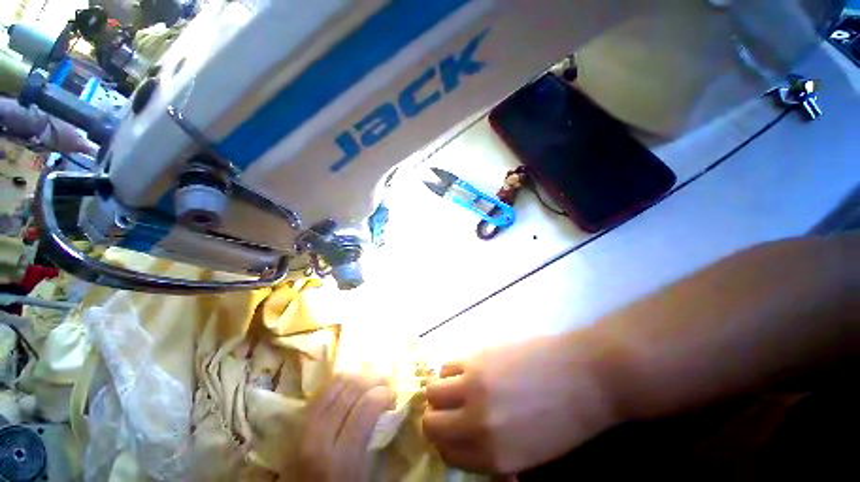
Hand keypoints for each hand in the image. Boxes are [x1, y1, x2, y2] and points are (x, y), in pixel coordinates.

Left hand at [298, 374, 395, 481]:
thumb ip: (375, 442)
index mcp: (340, 459)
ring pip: (336, 382)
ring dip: (358, 378)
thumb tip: (390, 410)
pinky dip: (341, 383)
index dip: (385, 394)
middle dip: (374, 381)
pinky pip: (323, 389)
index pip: (367, 407)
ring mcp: (303, 426)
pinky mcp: (296, 420)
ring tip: (369, 386)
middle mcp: (318, 437)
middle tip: (385, 387)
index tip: (394, 397)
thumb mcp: (363, 477)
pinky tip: (350, 389)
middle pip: (352, 389)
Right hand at [422, 334, 619, 474]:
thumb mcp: (533, 454)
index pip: (447, 454)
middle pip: (431, 422)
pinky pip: (447, 366)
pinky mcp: (477, 357)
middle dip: (436, 419)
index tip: (451, 433)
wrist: (584, 374)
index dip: (446, 442)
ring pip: (433, 390)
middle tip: (449, 411)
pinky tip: (468, 370)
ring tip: (459, 387)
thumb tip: (471, 443)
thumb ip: (496, 454)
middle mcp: (477, 423)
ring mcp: (474, 385)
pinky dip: (451, 372)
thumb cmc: (566, 419)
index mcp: (495, 456)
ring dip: (442, 392)